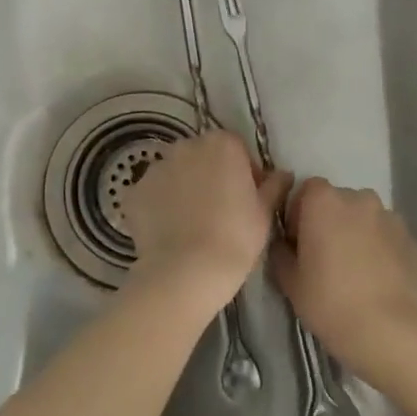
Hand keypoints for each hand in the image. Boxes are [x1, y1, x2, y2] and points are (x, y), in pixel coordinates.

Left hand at [123, 131, 291, 308]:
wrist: (187, 272)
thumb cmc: (236, 238)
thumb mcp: (264, 213)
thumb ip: (274, 185)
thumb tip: (283, 173)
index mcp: (222, 144)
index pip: (236, 149)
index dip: (244, 172)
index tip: (247, 199)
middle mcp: (185, 147)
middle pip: (202, 156)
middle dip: (211, 175)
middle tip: (220, 211)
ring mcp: (155, 169)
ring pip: (175, 173)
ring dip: (183, 188)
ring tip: (192, 224)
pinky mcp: (133, 193)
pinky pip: (151, 195)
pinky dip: (159, 207)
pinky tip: (170, 232)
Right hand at [268, 179, 416, 380]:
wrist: (391, 332)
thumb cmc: (330, 302)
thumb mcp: (290, 282)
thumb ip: (281, 253)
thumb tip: (284, 245)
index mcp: (324, 201)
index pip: (306, 190)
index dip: (299, 214)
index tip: (299, 244)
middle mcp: (360, 199)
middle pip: (339, 202)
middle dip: (331, 223)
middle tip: (326, 260)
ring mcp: (391, 218)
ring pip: (367, 220)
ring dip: (359, 235)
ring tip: (357, 273)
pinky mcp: (414, 241)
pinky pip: (389, 239)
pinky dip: (383, 252)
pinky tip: (380, 284)